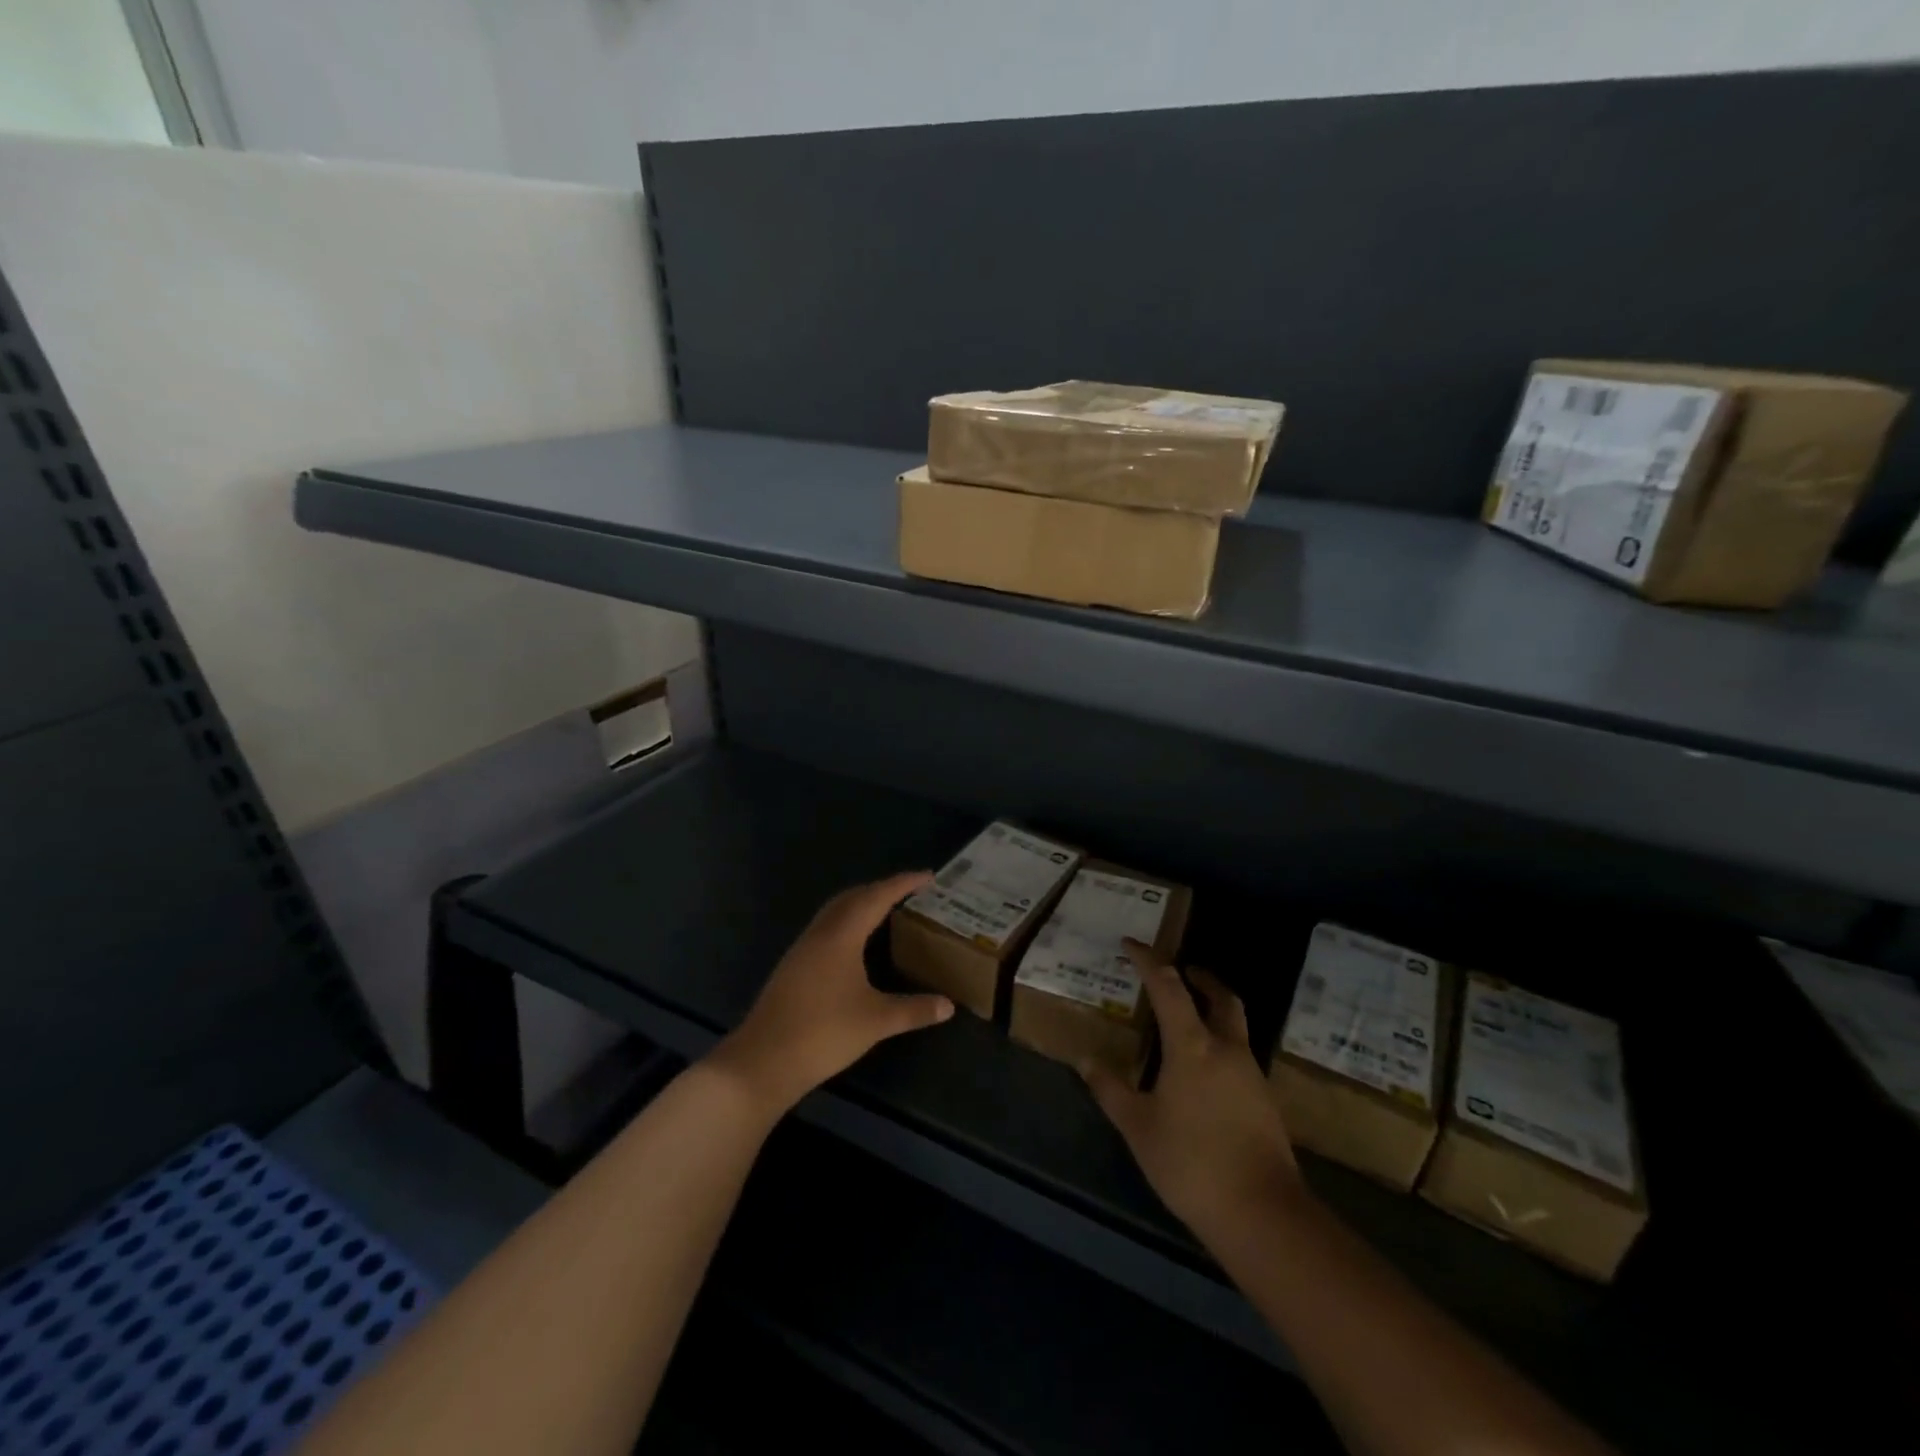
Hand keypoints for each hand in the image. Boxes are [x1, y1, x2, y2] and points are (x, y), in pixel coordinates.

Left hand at [709, 872, 953, 1115]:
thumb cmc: (824, 1033)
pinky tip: (856, 945)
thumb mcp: (876, 1021)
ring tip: (887, 912)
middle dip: (881, 889)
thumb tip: (948, 1006)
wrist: (763, 1061)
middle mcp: (820, 933)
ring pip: (835, 912)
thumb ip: (914, 1010)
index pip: (877, 897)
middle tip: (909, 892)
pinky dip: (847, 923)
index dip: (903, 883)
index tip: (928, 876)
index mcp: (841, 935)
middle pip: (852, 897)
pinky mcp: (793, 967)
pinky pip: (826, 929)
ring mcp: (802, 949)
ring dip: (861, 904)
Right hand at [1082, 944, 1302, 1246]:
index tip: (1131, 943)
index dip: (1148, 960)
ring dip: (1214, 1009)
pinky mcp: (1265, 1100)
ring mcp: (1251, 1074)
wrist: (1262, 1214)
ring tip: (1189, 1019)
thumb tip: (1085, 1060)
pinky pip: (1241, 1054)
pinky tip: (1206, 1069)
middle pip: (1221, 997)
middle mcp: (1226, 1049)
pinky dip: (1222, 1042)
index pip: (1168, 986)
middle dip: (1200, 977)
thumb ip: (1111, 1090)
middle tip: (1181, 971)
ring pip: (1236, 1024)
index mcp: (1192, 1046)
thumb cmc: (1191, 1163)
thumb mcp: (1138, 1127)